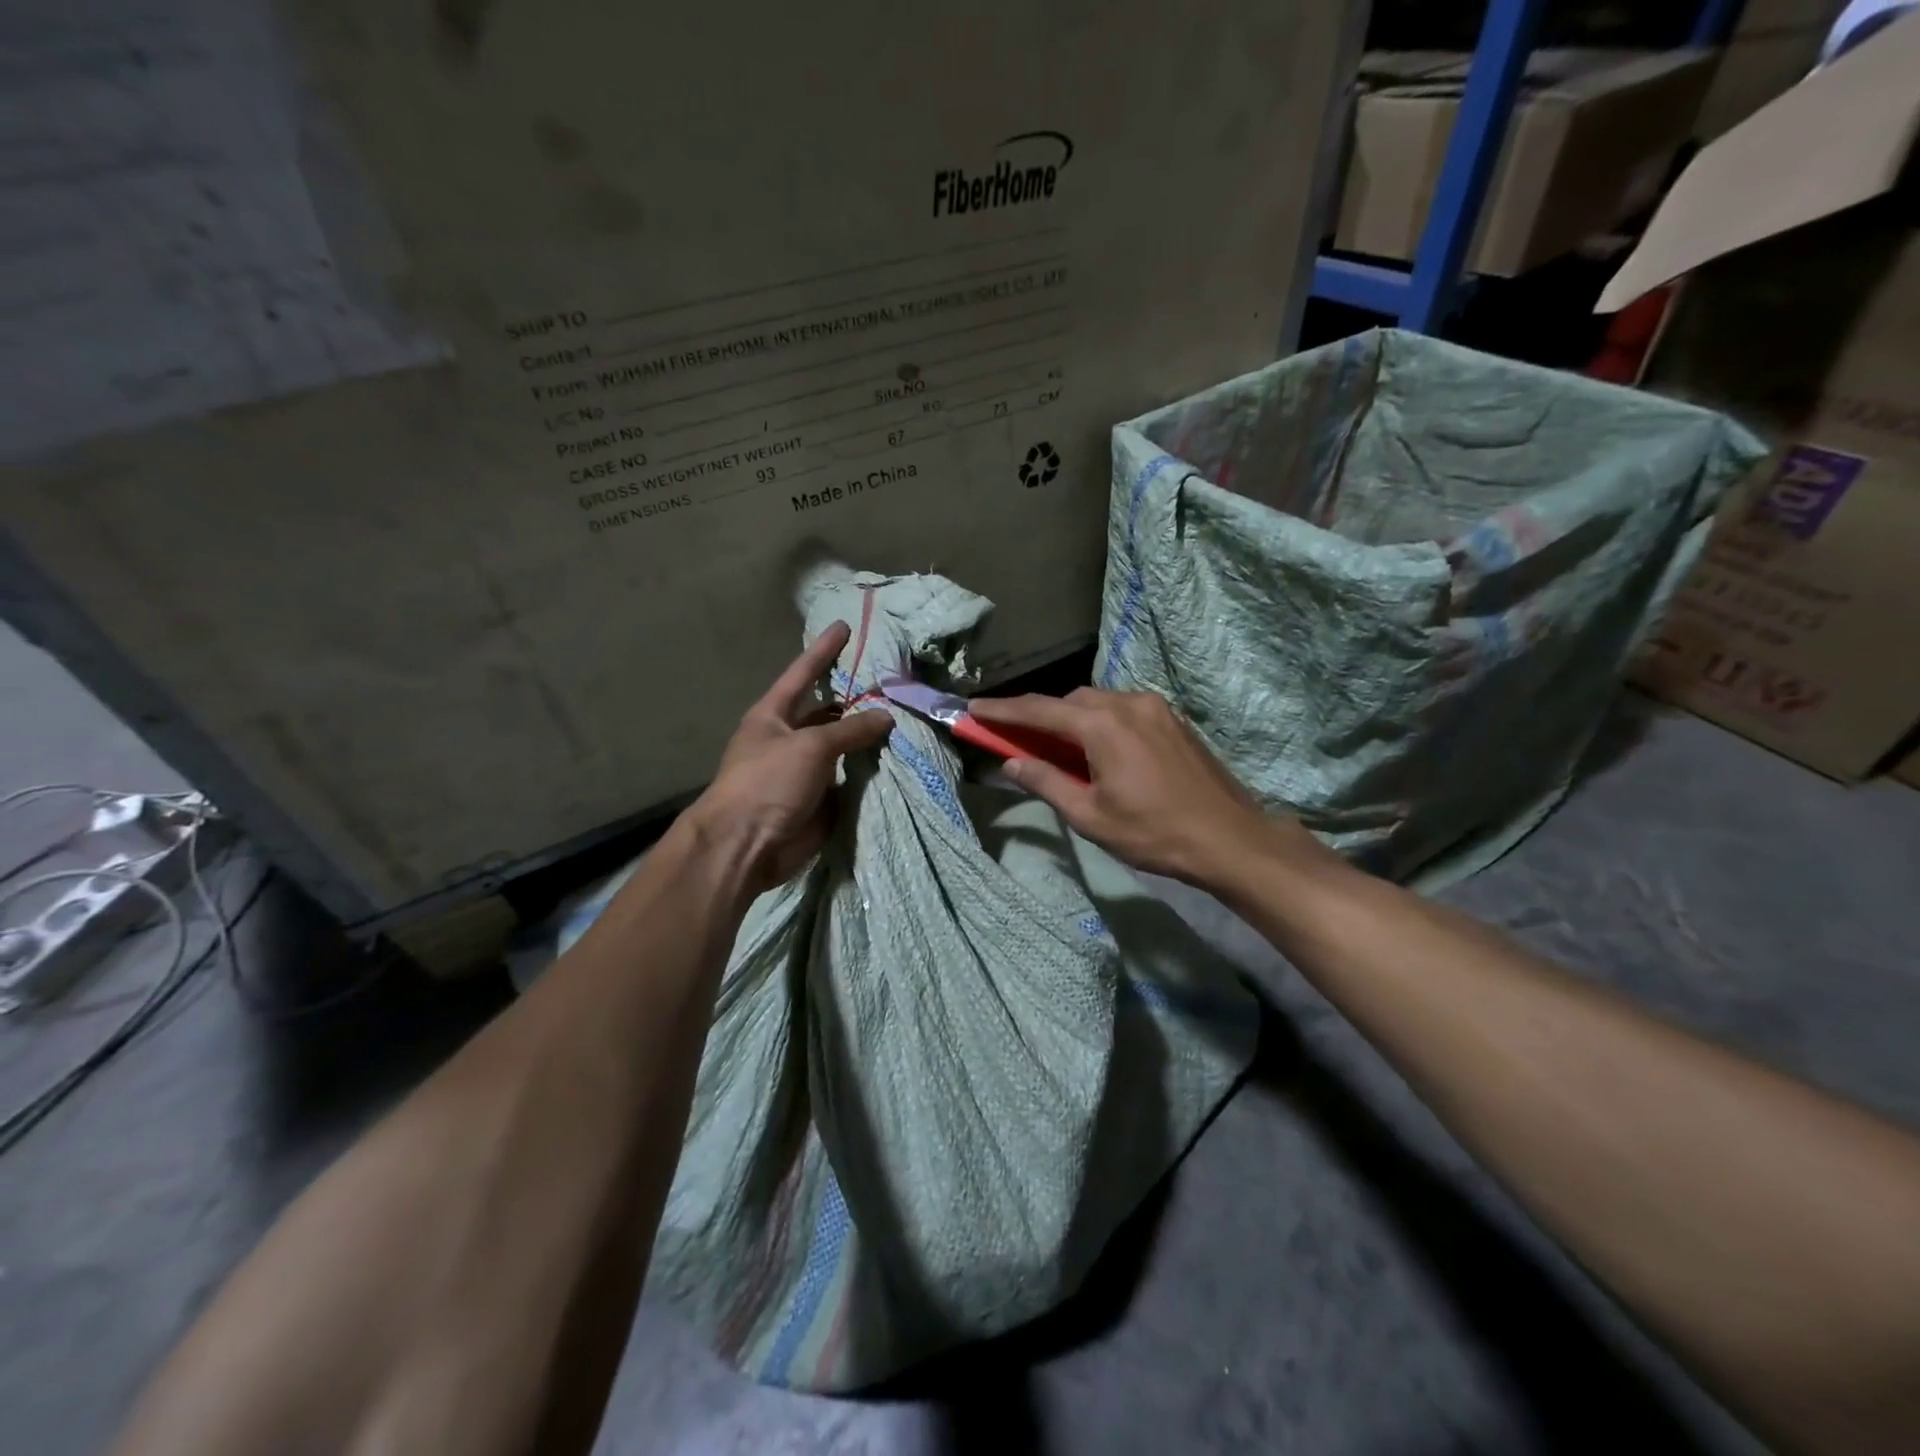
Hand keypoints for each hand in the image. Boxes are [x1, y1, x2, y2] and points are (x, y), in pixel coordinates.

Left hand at [687, 621, 892, 893]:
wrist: (747, 845)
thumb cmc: (768, 782)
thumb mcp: (810, 746)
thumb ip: (850, 729)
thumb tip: (886, 716)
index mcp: (773, 715)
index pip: (803, 673)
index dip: (823, 651)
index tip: (844, 626)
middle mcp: (788, 738)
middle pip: (827, 712)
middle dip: (855, 699)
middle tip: (892, 684)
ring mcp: (805, 770)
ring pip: (842, 748)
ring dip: (867, 738)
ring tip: (905, 720)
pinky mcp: (820, 799)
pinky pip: (850, 779)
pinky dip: (870, 773)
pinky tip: (898, 760)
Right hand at [969, 688, 1330, 888]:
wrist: (1230, 838)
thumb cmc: (1154, 833)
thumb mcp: (1091, 816)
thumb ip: (1046, 782)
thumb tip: (1011, 763)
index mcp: (1103, 726)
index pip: (1039, 710)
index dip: (1002, 711)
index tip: (973, 709)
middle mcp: (1128, 703)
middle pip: (1069, 700)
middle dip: (1039, 714)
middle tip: (1016, 737)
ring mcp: (1155, 708)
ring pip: (1098, 701)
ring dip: (1071, 717)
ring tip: (1058, 748)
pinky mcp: (1172, 719)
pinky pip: (1123, 708)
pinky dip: (1100, 720)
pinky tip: (1099, 749)